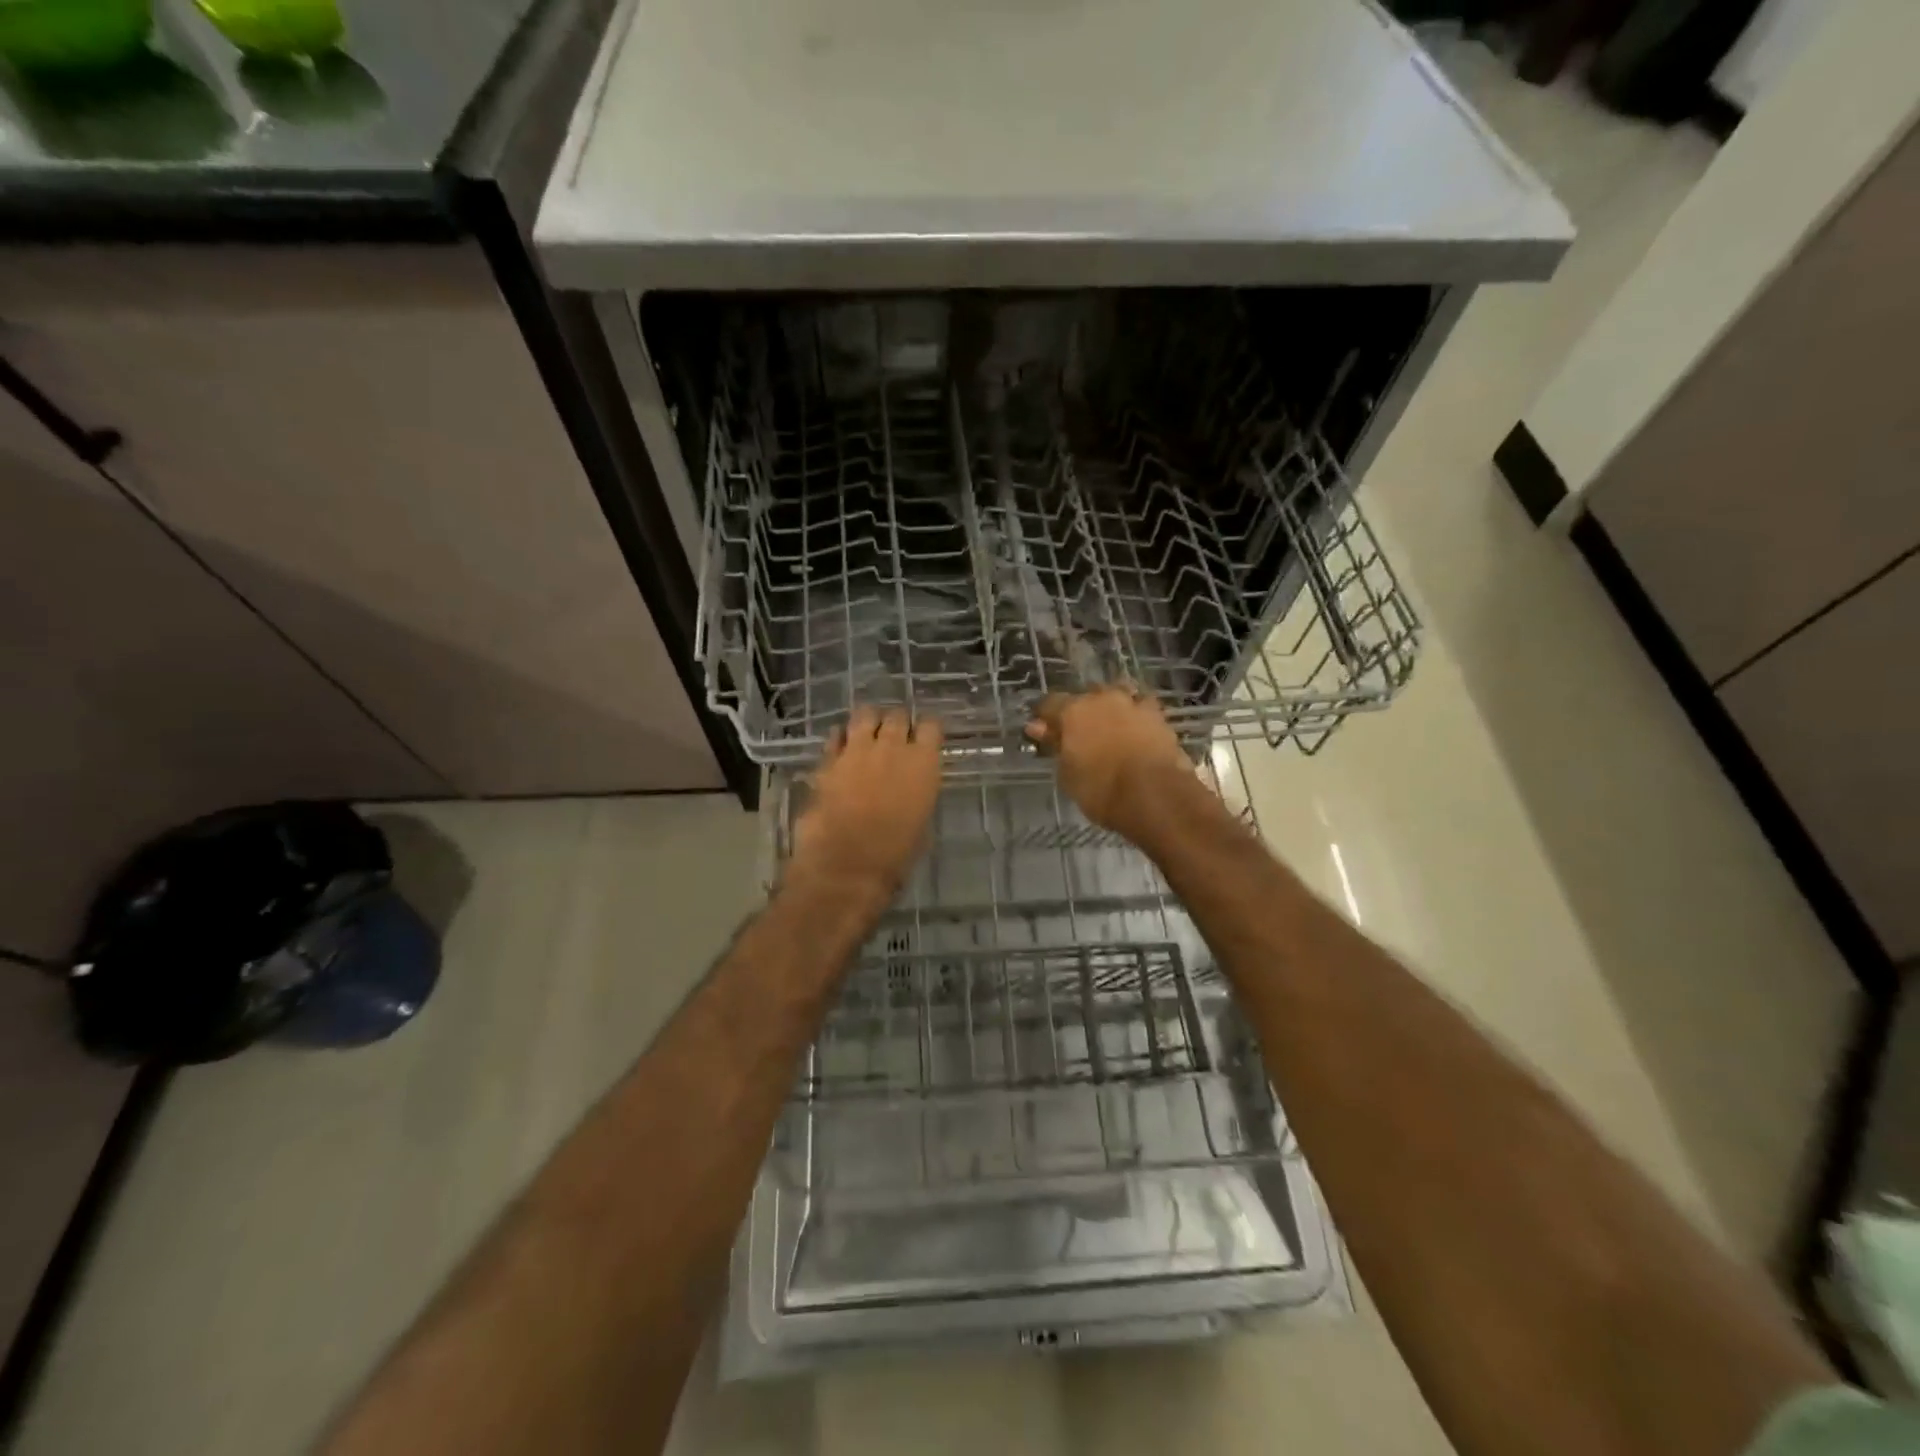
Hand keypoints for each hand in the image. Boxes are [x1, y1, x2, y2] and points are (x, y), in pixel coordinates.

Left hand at [790, 706, 943, 898]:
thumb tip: (910, 788)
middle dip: (897, 723)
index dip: (927, 730)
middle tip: (894, 736)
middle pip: (897, 715)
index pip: (931, 726)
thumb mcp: (922, 823)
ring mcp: (857, 750)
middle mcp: (892, 748)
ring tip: (867, 734)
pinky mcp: (828, 760)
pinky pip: (836, 735)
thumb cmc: (895, 854)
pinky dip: (840, 737)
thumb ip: (917, 793)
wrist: (847, 865)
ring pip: (864, 714)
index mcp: (923, 763)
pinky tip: (842, 748)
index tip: (924, 738)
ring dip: (868, 721)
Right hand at [1025, 687, 1199, 838]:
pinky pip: (1143, 710)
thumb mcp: (1067, 774)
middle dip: (1082, 711)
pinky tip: (1136, 733)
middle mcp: (1103, 699)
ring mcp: (1134, 705)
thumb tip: (1038, 727)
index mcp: (1074, 710)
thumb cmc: (1101, 790)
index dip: (1045, 717)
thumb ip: (1055, 745)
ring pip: (1118, 696)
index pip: (1050, 704)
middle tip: (1080, 734)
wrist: (1156, 796)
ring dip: (1112, 709)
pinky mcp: (1160, 718)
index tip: (1042, 730)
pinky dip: (1137, 719)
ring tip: (1111, 729)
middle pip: (1087, 696)